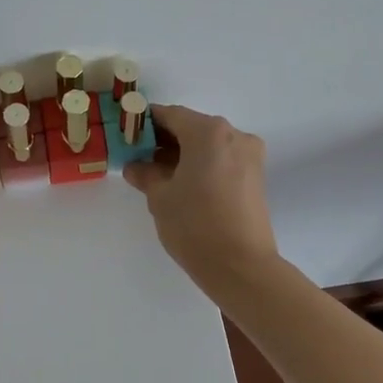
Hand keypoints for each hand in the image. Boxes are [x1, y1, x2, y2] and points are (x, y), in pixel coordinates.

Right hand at [123, 105, 280, 295]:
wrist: (241, 267)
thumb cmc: (195, 225)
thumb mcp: (160, 197)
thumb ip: (145, 174)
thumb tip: (136, 166)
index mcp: (208, 132)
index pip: (170, 115)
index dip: (145, 123)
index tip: (127, 135)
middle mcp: (234, 135)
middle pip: (192, 127)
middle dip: (164, 139)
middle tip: (138, 157)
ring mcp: (249, 156)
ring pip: (208, 144)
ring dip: (183, 153)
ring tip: (158, 175)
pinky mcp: (256, 176)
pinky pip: (222, 159)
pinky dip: (202, 164)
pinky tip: (182, 184)